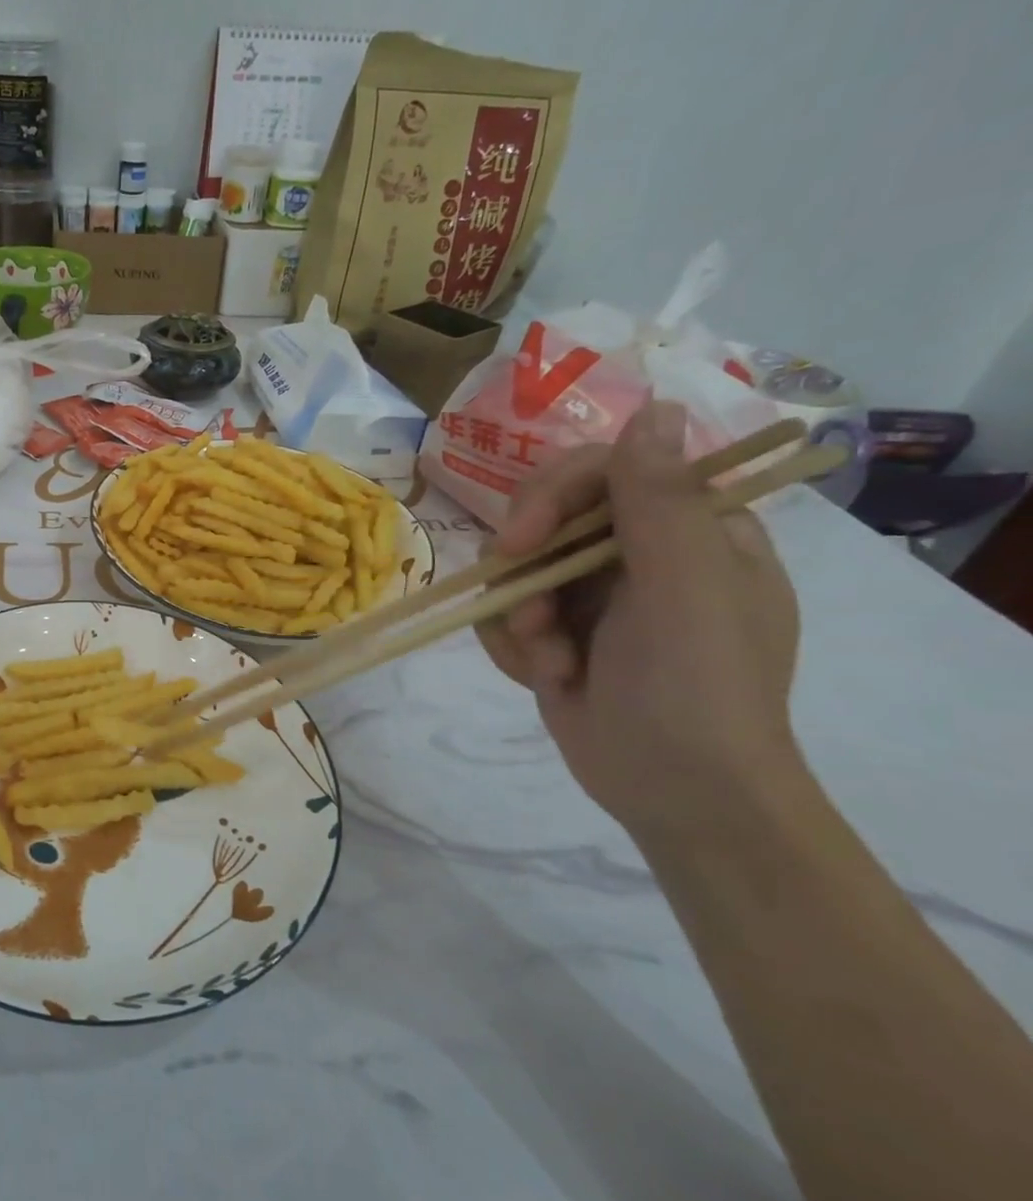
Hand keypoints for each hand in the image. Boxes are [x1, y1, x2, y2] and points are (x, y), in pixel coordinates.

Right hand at [476, 401, 806, 837]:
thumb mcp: (685, 589)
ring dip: (519, 618)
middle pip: (546, 517)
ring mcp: (594, 596)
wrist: (676, 794)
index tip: (522, 539)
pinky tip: (542, 677)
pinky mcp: (557, 633)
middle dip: (527, 571)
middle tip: (532, 615)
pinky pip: (503, 612)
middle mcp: (639, 554)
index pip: (605, 470)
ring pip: (514, 569)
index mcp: (689, 530)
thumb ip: (660, 500)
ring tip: (550, 664)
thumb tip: (653, 406)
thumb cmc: (696, 687)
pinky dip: (511, 644)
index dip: (553, 494)